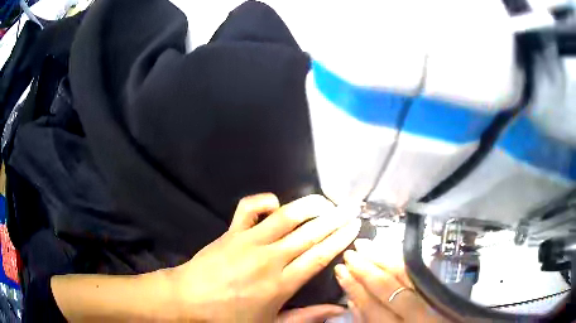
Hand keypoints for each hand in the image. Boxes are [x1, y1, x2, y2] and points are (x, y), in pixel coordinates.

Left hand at [169, 193, 360, 321]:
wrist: (188, 300)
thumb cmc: (229, 317)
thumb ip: (307, 317)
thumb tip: (338, 309)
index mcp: (281, 284)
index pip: (320, 256)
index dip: (340, 239)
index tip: (354, 225)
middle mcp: (270, 259)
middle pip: (310, 234)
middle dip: (335, 218)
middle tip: (352, 207)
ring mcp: (249, 242)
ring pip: (286, 217)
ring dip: (310, 206)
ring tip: (327, 201)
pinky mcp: (231, 232)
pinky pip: (248, 208)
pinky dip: (264, 201)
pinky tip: (276, 204)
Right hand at [335, 239, 444, 322]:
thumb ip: (367, 322)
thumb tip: (352, 301)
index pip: (371, 307)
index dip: (354, 288)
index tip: (340, 271)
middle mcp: (417, 315)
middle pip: (389, 288)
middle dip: (367, 270)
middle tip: (351, 253)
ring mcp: (433, 300)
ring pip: (408, 275)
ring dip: (384, 259)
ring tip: (366, 245)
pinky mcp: (443, 290)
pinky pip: (422, 273)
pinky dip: (404, 262)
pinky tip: (391, 251)